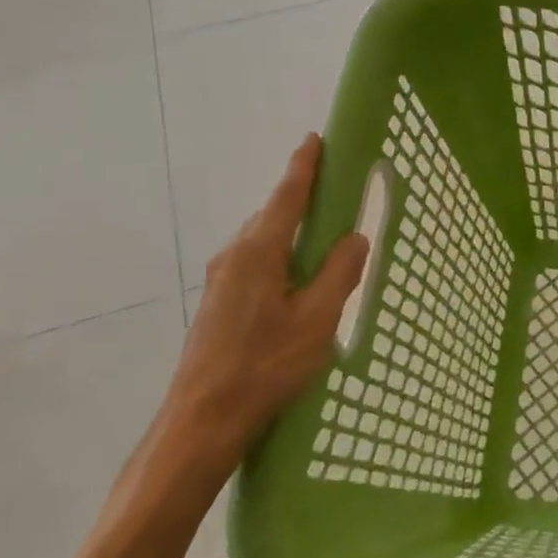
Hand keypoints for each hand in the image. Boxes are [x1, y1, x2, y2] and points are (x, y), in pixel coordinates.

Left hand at [154, 135, 368, 488]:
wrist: (202, 419)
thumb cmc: (264, 365)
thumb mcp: (317, 318)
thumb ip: (339, 273)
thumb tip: (355, 237)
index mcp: (259, 251)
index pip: (286, 196)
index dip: (303, 166)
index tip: (314, 139)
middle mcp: (234, 255)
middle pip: (273, 214)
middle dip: (302, 198)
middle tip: (336, 194)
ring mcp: (221, 279)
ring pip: (263, 240)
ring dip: (292, 230)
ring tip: (324, 239)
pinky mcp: (218, 302)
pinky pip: (256, 261)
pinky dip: (281, 254)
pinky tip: (297, 280)